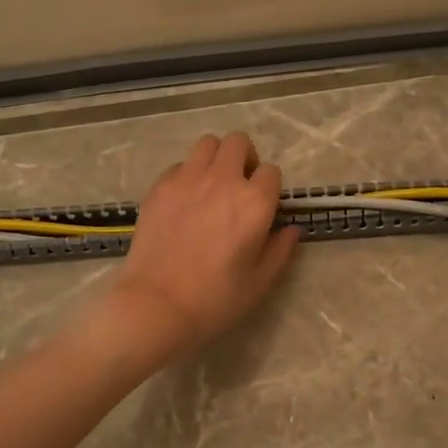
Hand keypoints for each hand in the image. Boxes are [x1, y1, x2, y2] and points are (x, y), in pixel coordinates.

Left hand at [99, 132, 300, 361]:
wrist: (157, 304)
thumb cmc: (215, 299)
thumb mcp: (260, 282)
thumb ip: (280, 250)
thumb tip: (291, 230)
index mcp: (255, 202)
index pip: (271, 172)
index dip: (269, 188)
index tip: (263, 207)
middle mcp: (224, 180)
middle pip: (239, 143)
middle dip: (245, 158)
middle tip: (239, 185)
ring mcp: (188, 179)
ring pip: (208, 144)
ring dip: (216, 158)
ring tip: (212, 184)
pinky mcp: (160, 186)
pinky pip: (180, 165)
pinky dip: (187, 174)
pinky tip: (184, 201)